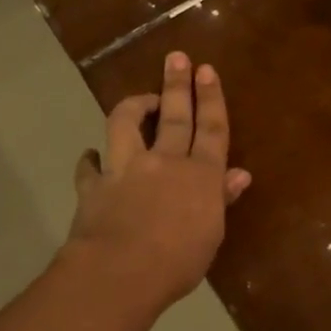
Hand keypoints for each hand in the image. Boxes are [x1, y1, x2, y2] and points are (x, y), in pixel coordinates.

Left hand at [68, 52, 250, 311]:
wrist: (120, 273)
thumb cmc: (178, 262)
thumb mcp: (212, 235)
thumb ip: (221, 200)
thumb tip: (240, 175)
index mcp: (201, 176)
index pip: (212, 130)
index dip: (211, 99)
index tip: (207, 71)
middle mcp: (166, 163)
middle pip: (175, 116)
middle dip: (177, 84)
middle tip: (176, 58)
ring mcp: (127, 170)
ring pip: (127, 124)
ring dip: (134, 107)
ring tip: (140, 99)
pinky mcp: (95, 186)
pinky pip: (90, 167)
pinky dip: (90, 160)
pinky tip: (91, 156)